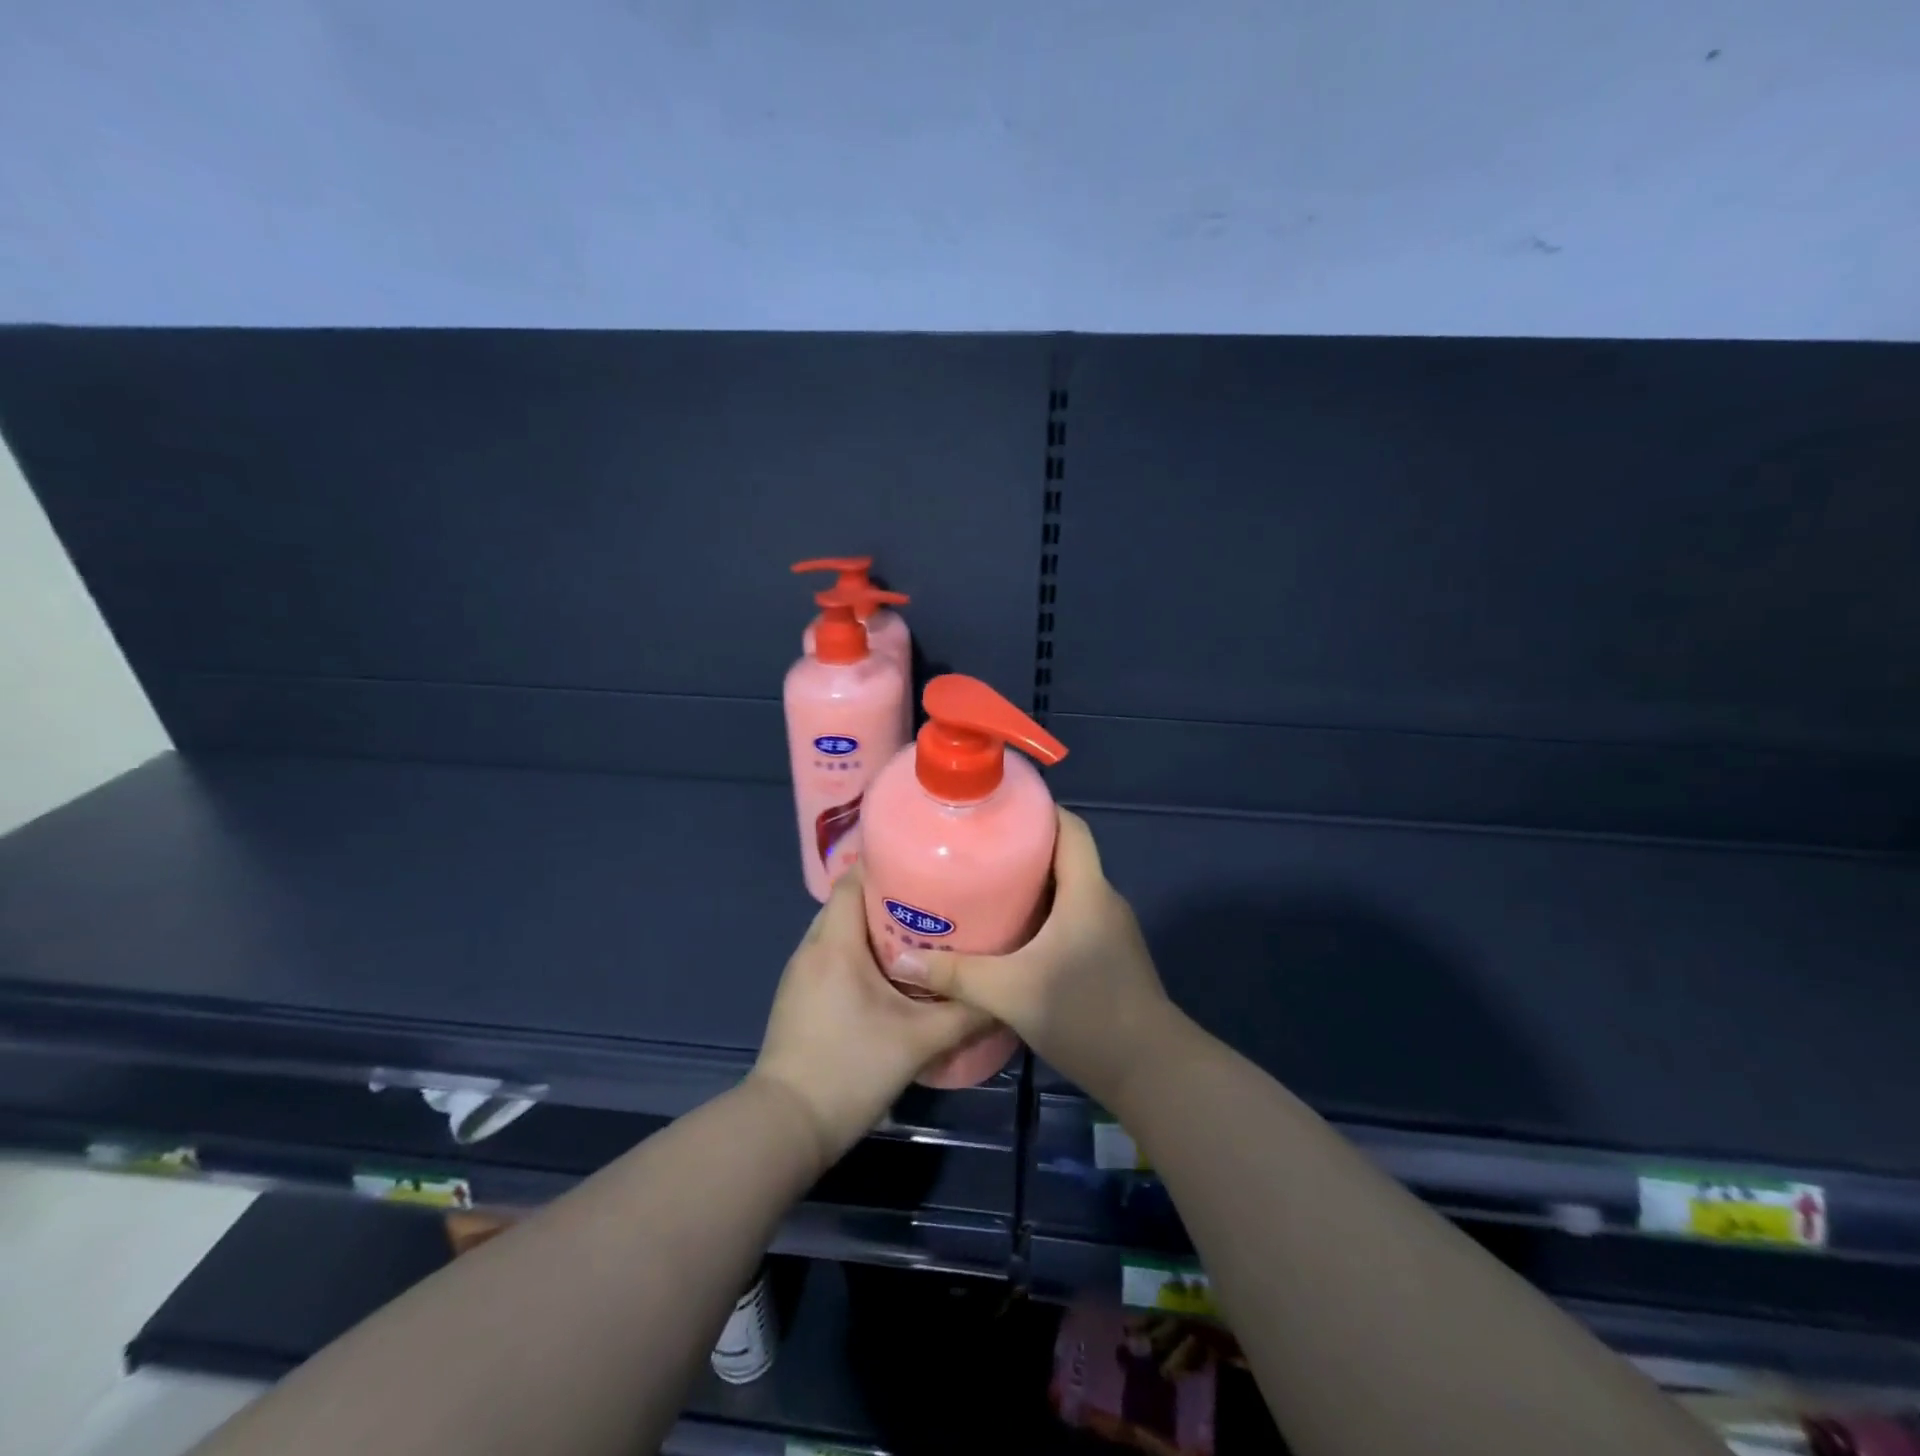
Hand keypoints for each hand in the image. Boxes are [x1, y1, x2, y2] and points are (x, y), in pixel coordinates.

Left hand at [753, 868, 991, 1167]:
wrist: (786, 1126)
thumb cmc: (850, 1069)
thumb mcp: (918, 1042)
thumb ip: (965, 1015)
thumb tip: (1003, 997)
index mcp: (835, 944)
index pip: (853, 880)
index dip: (886, 864)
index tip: (925, 864)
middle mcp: (812, 948)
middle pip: (848, 902)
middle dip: (887, 895)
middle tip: (934, 900)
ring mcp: (800, 974)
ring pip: (839, 930)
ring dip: (873, 926)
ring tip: (919, 932)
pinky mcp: (798, 997)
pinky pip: (831, 955)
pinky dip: (858, 951)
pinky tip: (890, 973)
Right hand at [886, 810, 1174, 1105]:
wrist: (1150, 1071)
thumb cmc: (1085, 1014)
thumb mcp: (1011, 992)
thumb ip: (957, 974)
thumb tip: (903, 959)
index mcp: (1087, 891)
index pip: (1071, 828)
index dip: (1039, 810)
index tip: (997, 808)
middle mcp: (1103, 900)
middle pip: (1065, 856)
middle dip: (1023, 848)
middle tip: (975, 850)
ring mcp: (1110, 929)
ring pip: (1068, 889)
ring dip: (1032, 884)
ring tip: (984, 887)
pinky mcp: (1109, 955)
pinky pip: (1073, 917)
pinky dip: (1044, 914)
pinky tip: (1012, 934)